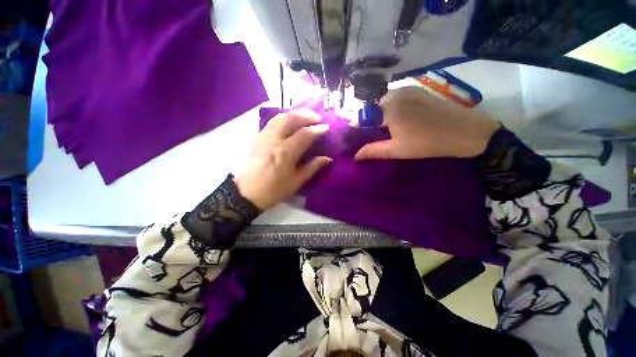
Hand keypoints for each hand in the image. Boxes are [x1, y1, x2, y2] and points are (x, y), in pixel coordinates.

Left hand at [235, 110, 331, 209]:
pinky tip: (290, 120)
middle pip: (291, 119)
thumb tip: (327, 158)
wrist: (247, 193)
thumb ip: (312, 167)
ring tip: (306, 116)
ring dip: (295, 113)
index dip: (317, 129)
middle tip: (318, 118)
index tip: (326, 128)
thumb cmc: (274, 190)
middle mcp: (274, 140)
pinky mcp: (258, 137)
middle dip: (307, 115)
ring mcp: (264, 136)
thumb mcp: (296, 182)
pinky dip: (283, 117)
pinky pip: (272, 121)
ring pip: (280, 117)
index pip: (304, 134)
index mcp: (286, 153)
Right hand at [355, 86, 499, 159]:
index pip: (362, 115)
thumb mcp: (397, 150)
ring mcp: (408, 89)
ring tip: (386, 128)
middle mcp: (395, 93)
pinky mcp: (418, 89)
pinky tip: (399, 119)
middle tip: (373, 134)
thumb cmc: (428, 143)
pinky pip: (396, 97)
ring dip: (380, 113)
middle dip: (369, 119)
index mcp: (388, 108)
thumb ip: (373, 151)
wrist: (466, 132)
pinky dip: (391, 107)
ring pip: (384, 101)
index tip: (356, 135)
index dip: (357, 125)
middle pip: (372, 106)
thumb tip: (355, 155)